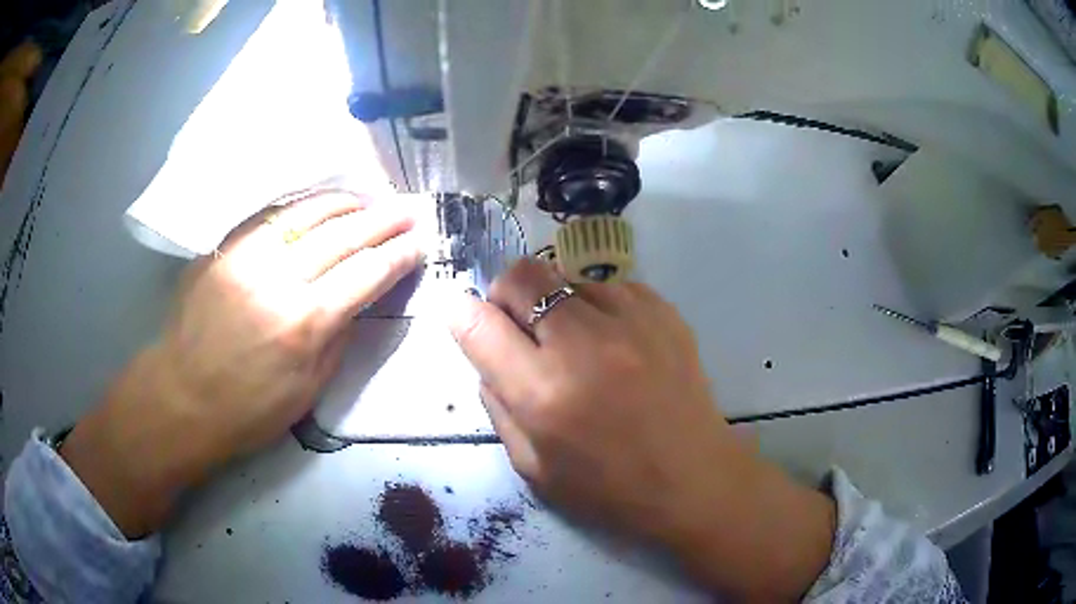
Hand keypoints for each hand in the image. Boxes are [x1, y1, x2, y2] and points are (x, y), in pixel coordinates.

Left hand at [62, 188, 421, 536]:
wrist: (182, 397)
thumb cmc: (248, 410)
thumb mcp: (308, 391)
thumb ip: (337, 339)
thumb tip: (357, 301)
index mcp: (304, 324)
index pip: (365, 275)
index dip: (397, 256)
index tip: (419, 243)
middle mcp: (278, 280)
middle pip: (342, 237)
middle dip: (381, 222)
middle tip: (407, 210)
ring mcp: (246, 258)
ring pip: (306, 215)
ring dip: (344, 204)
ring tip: (368, 199)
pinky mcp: (224, 251)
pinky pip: (270, 217)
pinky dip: (301, 207)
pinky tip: (318, 204)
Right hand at [449, 259, 834, 600]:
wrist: (695, 480)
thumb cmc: (610, 488)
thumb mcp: (532, 467)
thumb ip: (497, 405)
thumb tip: (487, 354)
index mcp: (543, 394)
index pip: (478, 324)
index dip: (462, 316)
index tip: (467, 321)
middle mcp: (584, 345)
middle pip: (522, 276)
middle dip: (506, 295)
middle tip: (519, 327)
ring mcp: (631, 321)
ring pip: (566, 277)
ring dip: (556, 304)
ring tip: (577, 343)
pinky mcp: (665, 312)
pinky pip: (610, 288)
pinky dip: (598, 308)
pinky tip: (615, 343)